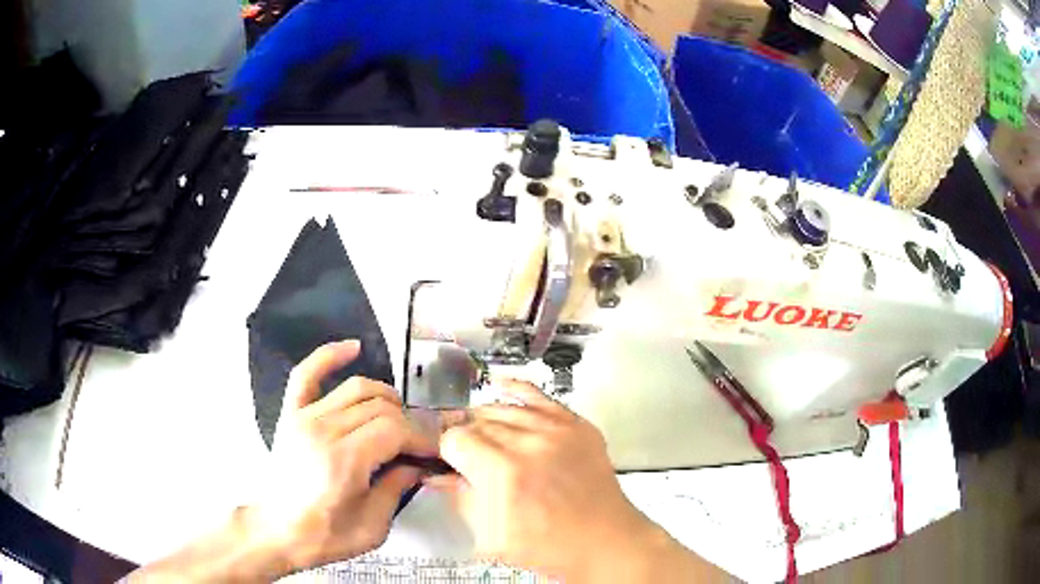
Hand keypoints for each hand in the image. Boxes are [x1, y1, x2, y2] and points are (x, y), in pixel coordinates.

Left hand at [251, 340, 436, 571]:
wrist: (277, 530)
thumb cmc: (325, 536)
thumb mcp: (372, 526)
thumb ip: (397, 488)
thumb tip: (417, 463)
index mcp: (344, 460)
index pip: (395, 430)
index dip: (422, 438)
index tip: (435, 451)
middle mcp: (323, 430)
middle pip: (379, 408)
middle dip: (408, 423)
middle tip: (417, 444)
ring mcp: (303, 417)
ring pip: (355, 388)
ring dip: (385, 397)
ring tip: (398, 415)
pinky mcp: (290, 414)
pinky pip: (307, 373)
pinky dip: (330, 355)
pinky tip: (353, 348)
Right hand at [429, 379, 687, 581]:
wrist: (604, 540)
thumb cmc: (548, 547)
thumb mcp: (491, 536)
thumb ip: (460, 499)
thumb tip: (439, 476)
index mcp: (502, 472)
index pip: (454, 439)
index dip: (448, 453)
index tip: (452, 465)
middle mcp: (528, 442)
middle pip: (477, 422)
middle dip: (466, 439)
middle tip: (469, 458)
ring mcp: (557, 429)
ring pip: (503, 408)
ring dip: (486, 421)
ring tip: (484, 437)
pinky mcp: (577, 425)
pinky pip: (540, 396)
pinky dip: (517, 390)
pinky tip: (502, 386)